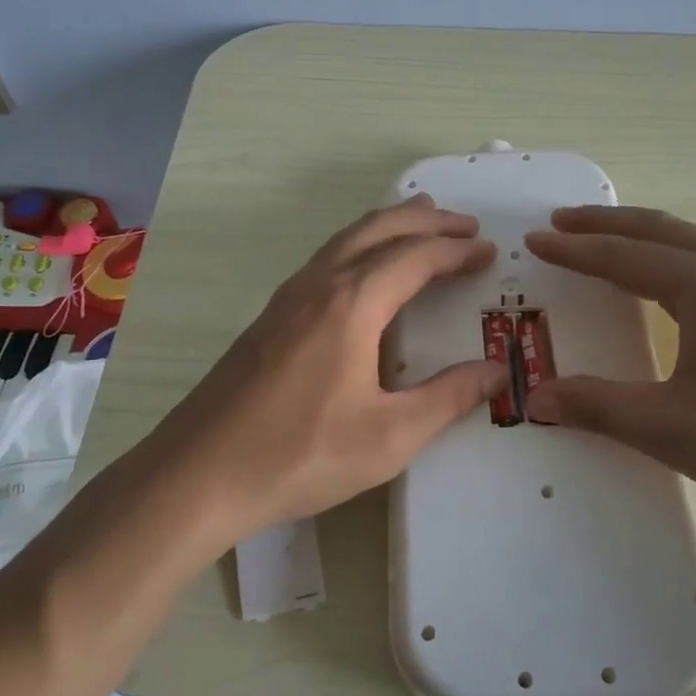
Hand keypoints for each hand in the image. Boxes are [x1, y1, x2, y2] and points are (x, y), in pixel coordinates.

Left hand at [134, 196, 508, 544]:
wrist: (198, 474)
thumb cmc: (300, 455)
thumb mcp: (390, 437)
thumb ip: (449, 399)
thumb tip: (497, 370)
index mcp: (352, 304)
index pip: (415, 257)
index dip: (456, 250)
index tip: (488, 250)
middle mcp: (319, 285)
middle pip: (379, 230)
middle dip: (426, 221)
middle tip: (464, 224)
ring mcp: (287, 297)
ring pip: (346, 239)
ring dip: (389, 226)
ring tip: (421, 222)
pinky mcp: (269, 317)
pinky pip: (326, 259)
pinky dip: (360, 246)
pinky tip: (365, 270)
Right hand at [524, 206, 695, 536]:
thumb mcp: (671, 429)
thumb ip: (598, 406)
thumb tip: (536, 397)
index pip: (626, 257)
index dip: (576, 249)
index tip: (538, 239)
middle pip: (662, 230)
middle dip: (608, 223)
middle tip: (564, 221)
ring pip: (694, 244)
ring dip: (646, 237)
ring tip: (609, 243)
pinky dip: (677, 258)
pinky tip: (673, 284)